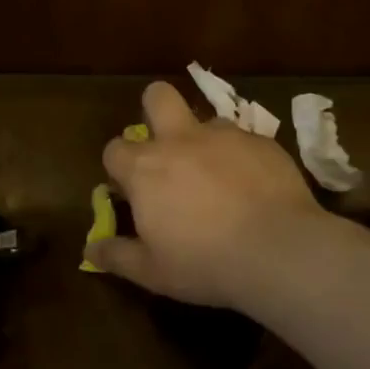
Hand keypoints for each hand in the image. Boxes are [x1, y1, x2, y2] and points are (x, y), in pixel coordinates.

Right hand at [87, 81, 323, 309]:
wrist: (278, 249)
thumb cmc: (204, 263)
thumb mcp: (152, 272)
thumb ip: (118, 255)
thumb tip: (91, 249)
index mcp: (146, 168)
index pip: (115, 149)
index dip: (119, 168)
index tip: (131, 191)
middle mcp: (181, 140)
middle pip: (158, 96)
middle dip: (155, 109)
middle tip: (167, 146)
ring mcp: (225, 135)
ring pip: (206, 120)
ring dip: (205, 141)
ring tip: (220, 177)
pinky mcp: (262, 141)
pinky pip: (245, 140)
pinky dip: (243, 158)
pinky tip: (255, 187)